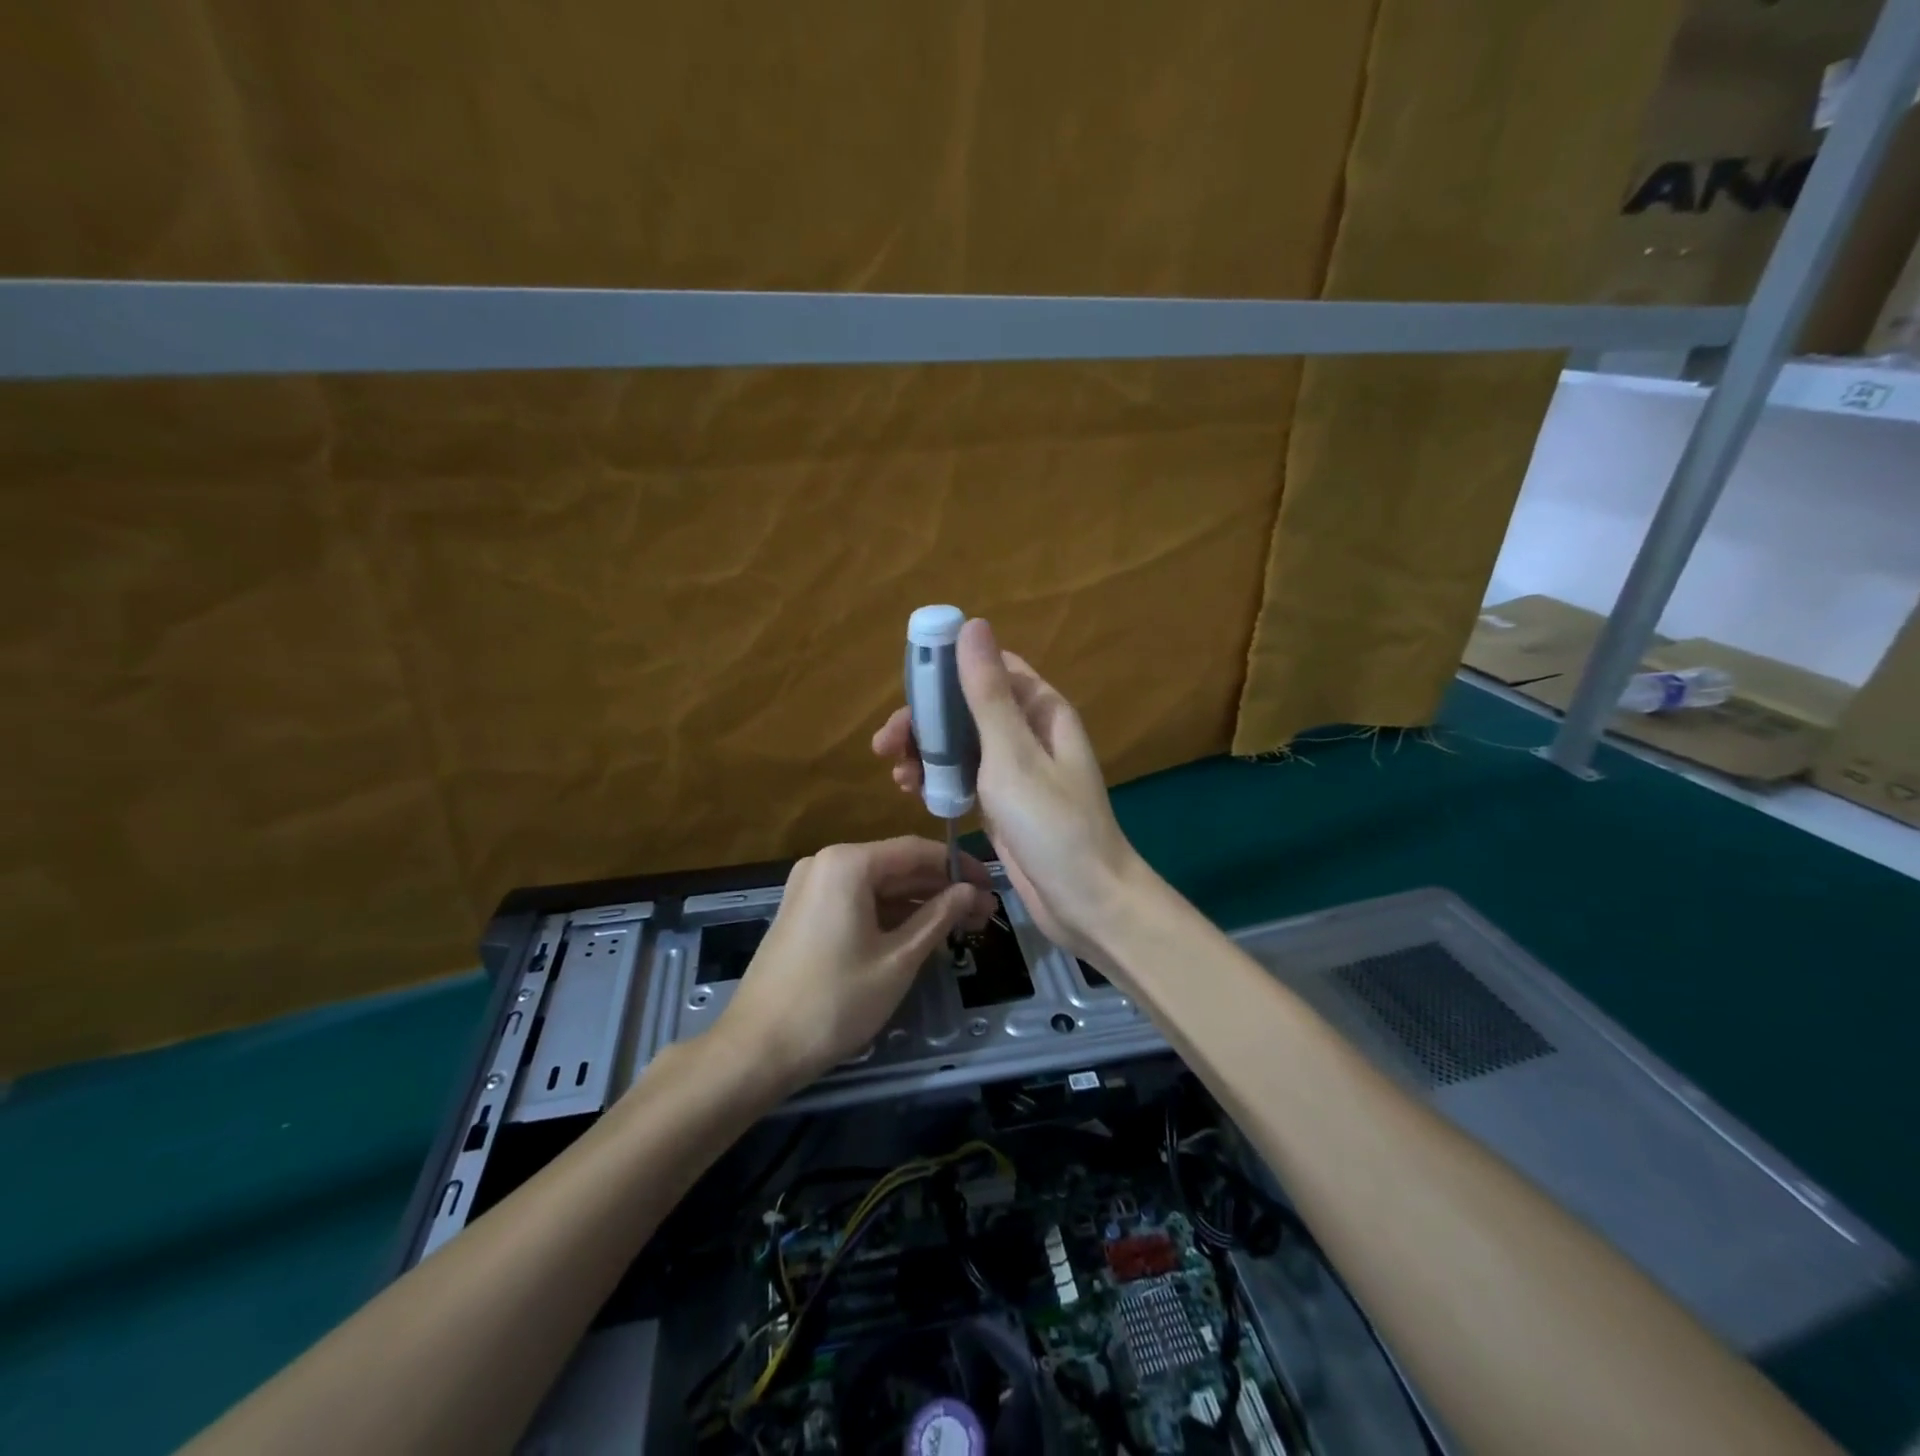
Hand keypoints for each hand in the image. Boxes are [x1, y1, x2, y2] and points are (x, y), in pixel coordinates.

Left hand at [718, 837, 993, 1089]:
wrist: (757, 1048)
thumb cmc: (835, 1000)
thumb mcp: (898, 959)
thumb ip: (938, 917)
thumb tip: (970, 891)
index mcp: (848, 863)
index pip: (916, 851)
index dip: (958, 866)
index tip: (991, 886)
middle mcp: (827, 864)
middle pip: (897, 867)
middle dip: (941, 889)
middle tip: (983, 914)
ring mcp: (811, 888)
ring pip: (878, 887)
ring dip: (919, 904)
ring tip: (961, 926)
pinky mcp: (804, 913)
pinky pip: (857, 902)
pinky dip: (890, 915)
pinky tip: (921, 934)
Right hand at [871, 619, 1144, 965]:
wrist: (1085, 901)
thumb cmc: (1052, 823)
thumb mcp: (1013, 755)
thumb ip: (987, 694)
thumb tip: (972, 625)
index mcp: (1039, 709)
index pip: (990, 668)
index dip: (948, 669)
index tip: (910, 686)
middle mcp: (1026, 732)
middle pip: (965, 708)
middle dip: (925, 721)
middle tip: (885, 744)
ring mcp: (1013, 769)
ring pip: (959, 744)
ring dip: (925, 752)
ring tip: (896, 776)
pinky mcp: (1000, 802)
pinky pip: (962, 776)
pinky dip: (937, 779)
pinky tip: (911, 791)